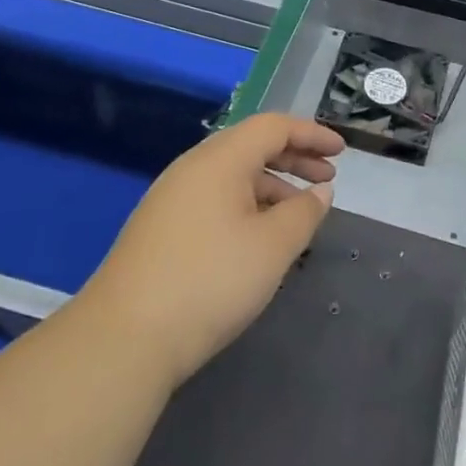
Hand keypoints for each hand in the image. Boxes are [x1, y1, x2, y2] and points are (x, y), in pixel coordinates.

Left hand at [80, 113, 343, 388]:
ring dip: (271, 185)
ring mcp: (171, 198)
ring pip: (232, 176)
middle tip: (328, 178)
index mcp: (220, 160)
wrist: (123, 339)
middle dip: (294, 158)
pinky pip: (214, 199)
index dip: (311, 134)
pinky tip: (259, 237)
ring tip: (299, 214)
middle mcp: (192, 168)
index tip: (341, 151)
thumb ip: (304, 212)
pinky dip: (247, 204)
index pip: (273, 127)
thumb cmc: (211, 281)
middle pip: (251, 147)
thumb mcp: (273, 246)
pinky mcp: (160, 228)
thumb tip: (320, 190)